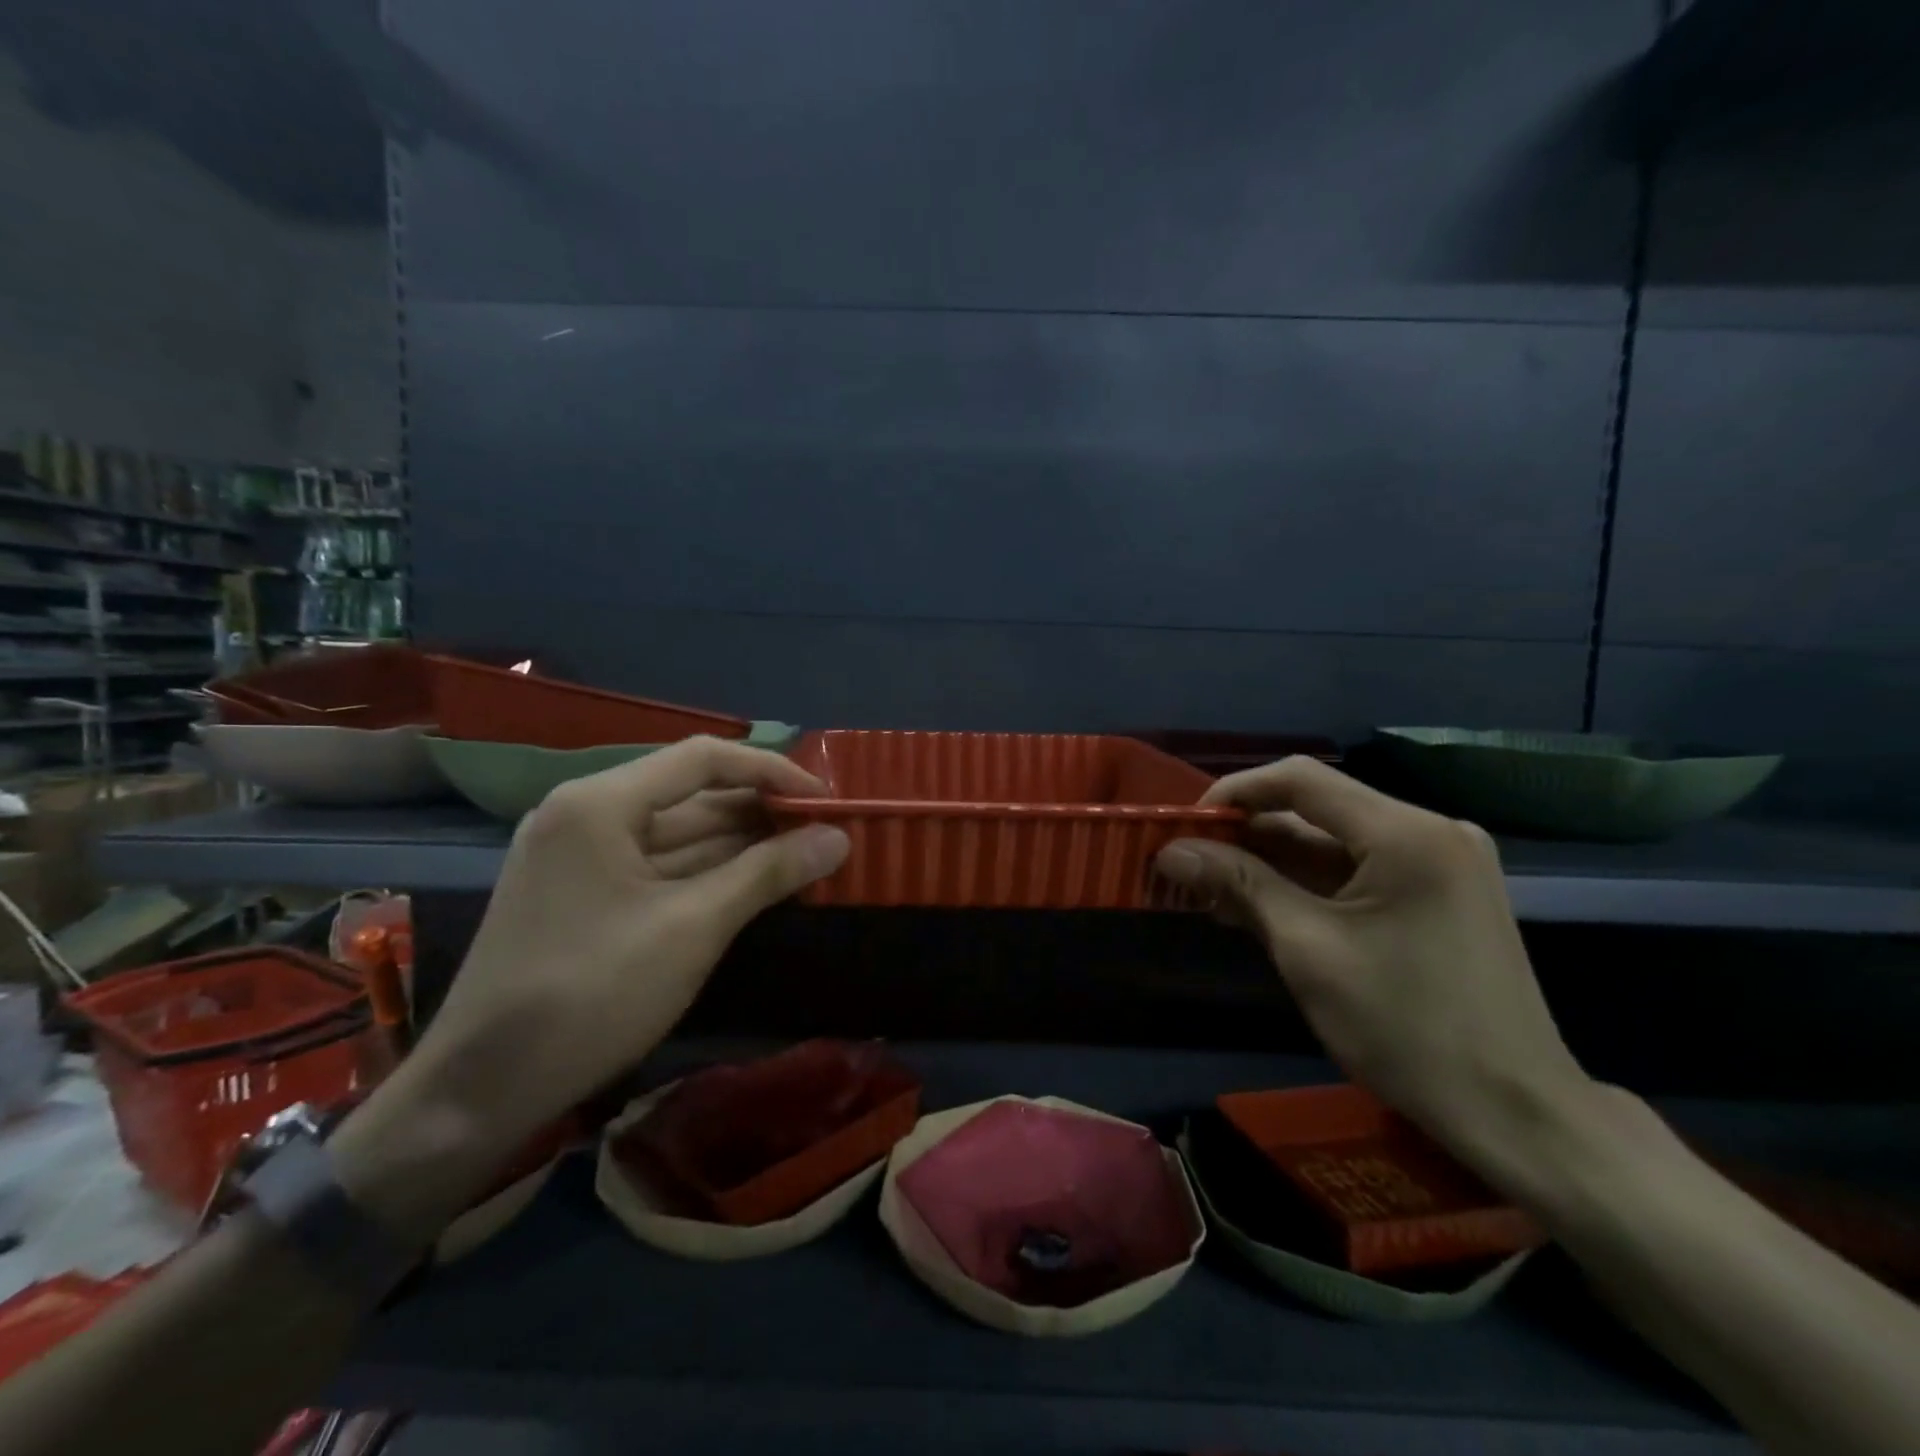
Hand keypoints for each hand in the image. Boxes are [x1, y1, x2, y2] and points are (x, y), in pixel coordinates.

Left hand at [332, 737, 847, 1239]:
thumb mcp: (692, 929)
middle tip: (825, 832)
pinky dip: (709, 872)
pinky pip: (660, 866)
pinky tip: (755, 883)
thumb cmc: (590, 995)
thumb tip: (838, 838)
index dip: (771, 770)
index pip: (703, 759)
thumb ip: (768, 873)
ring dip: (740, 844)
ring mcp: (582, 856)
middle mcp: (587, 814)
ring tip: (804, 855)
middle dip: (760, 811)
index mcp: (601, 803)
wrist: (478, 1094)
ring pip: (679, 834)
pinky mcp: (585, 894)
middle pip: (691, 794)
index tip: (825, 799)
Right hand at [1154, 756, 1595, 1164]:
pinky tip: (1258, 906)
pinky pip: (1357, 871)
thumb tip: (1171, 852)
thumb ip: (1239, 885)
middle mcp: (1429, 830)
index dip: (1235, 793)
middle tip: (1188, 863)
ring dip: (1271, 862)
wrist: (1515, 1113)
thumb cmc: (1406, 1028)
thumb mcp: (1308, 950)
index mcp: (1406, 834)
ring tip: (1210, 889)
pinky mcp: (1438, 893)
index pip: (1301, 779)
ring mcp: (1439, 862)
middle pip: (1316, 810)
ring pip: (1333, 842)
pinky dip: (1306, 884)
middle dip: (1247, 834)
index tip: (1186, 826)